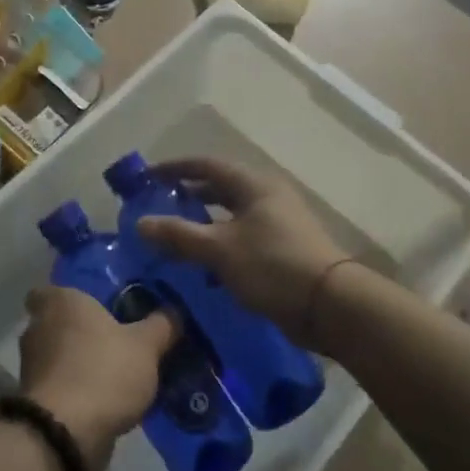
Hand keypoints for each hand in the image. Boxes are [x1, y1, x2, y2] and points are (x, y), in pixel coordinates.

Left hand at [19, 287, 176, 470]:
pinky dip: (78, 390)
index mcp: (60, 302)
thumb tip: (173, 312)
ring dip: (81, 363)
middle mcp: (38, 328)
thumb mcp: (146, 346)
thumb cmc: (104, 372)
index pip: (50, 289)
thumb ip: (161, 325)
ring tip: (117, 372)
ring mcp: (32, 367)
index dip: (69, 297)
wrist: (66, 434)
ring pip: (59, 357)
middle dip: (82, 332)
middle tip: (117, 338)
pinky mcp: (35, 400)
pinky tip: (107, 400)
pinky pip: (60, 386)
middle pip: (58, 323)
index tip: (95, 306)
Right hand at [136, 157, 347, 342]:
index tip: (147, 177)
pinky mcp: (282, 249)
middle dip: (188, 196)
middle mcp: (267, 197)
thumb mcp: (219, 249)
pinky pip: (242, 239)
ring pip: (231, 217)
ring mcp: (277, 223)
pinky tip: (203, 267)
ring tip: (174, 238)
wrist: (329, 305)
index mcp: (254, 185)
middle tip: (158, 207)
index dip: (175, 168)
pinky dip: (219, 246)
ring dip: (203, 225)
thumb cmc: (272, 266)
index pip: (207, 166)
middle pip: (220, 189)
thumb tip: (140, 223)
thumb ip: (178, 234)